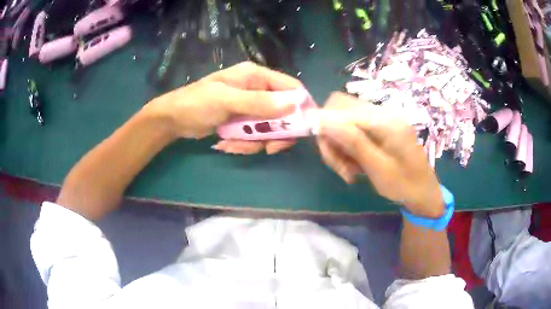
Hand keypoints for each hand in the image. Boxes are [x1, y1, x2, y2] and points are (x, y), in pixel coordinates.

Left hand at [145, 62, 304, 153]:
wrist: (173, 119)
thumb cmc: (197, 103)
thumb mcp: (226, 101)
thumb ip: (259, 102)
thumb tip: (295, 104)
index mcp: (256, 76)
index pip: (291, 87)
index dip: (301, 105)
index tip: (304, 128)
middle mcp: (258, 89)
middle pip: (283, 112)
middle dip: (276, 132)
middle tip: (269, 148)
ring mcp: (250, 107)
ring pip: (269, 128)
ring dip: (255, 141)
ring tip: (234, 145)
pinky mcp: (243, 122)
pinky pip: (255, 135)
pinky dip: (244, 144)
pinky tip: (227, 144)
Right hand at [317, 92, 443, 217]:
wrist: (423, 192)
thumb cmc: (404, 185)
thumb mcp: (378, 168)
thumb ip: (352, 141)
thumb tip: (321, 121)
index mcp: (385, 121)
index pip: (341, 109)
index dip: (325, 127)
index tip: (327, 156)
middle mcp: (382, 112)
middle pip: (340, 109)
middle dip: (331, 136)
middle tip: (338, 165)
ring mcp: (381, 118)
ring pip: (344, 119)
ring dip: (339, 144)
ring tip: (348, 170)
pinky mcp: (380, 127)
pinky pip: (353, 128)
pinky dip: (348, 145)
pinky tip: (355, 164)